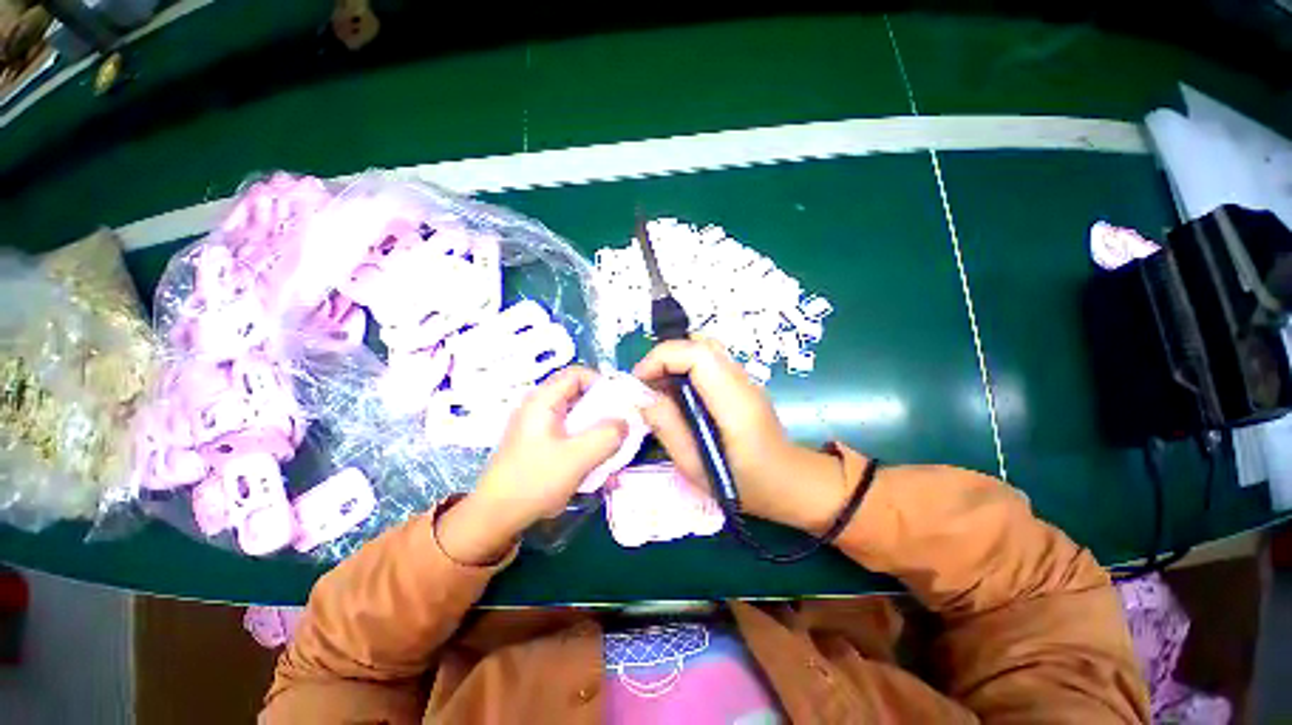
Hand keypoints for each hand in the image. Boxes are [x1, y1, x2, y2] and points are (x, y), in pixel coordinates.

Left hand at [438, 366, 627, 564]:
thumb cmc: (534, 481)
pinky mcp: (538, 443)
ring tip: (611, 448)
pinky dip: (584, 442)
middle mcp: (539, 407)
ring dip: (596, 429)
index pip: (578, 374)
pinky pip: (568, 433)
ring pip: (576, 416)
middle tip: (620, 427)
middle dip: (603, 410)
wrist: (494, 517)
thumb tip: (624, 422)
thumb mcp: (577, 458)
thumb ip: (606, 436)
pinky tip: (594, 463)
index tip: (620, 403)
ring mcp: (537, 426)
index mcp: (543, 401)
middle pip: (578, 395)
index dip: (602, 383)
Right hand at [633, 338, 850, 532]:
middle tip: (647, 386)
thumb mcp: (697, 467)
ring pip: (704, 350)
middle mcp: (742, 381)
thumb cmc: (745, 485)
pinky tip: (679, 396)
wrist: (791, 483)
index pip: (697, 354)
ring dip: (675, 362)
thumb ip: (668, 428)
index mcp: (734, 402)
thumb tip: (642, 398)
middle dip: (665, 358)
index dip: (661, 358)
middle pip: (700, 344)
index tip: (639, 381)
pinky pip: (710, 363)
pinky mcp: (742, 383)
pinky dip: (686, 369)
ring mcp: (745, 379)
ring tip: (659, 390)